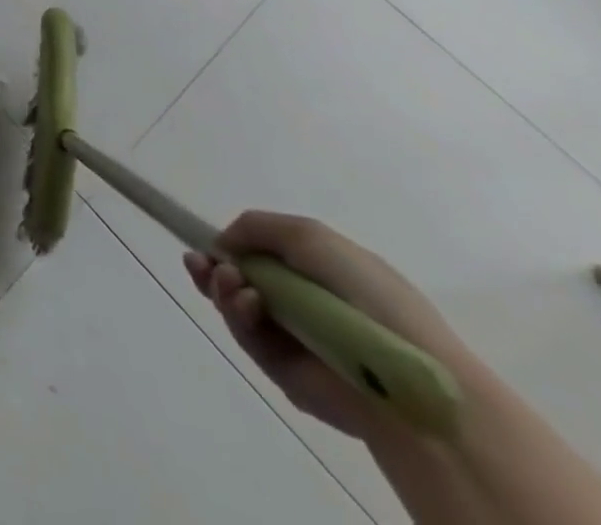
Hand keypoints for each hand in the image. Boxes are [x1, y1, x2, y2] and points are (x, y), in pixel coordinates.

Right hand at [184, 211, 471, 441]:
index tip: (208, 245)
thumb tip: (222, 245)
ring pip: (237, 308)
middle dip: (213, 268)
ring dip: (222, 288)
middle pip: (240, 281)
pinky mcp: (285, 372)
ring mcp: (293, 340)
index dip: (231, 247)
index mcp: (318, 273)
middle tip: (198, 264)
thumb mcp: (309, 236)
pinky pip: (248, 338)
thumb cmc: (365, 293)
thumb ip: (256, 227)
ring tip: (228, 283)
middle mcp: (303, 304)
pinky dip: (237, 315)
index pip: (262, 256)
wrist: (402, 373)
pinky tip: (246, 303)